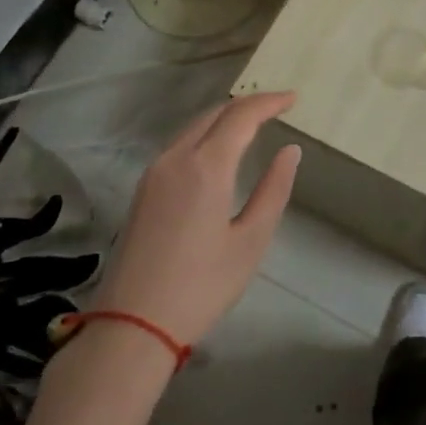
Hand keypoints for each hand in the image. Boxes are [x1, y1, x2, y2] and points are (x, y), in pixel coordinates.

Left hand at [90, 92, 301, 346]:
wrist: (132, 325)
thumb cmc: (202, 286)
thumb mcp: (251, 240)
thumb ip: (274, 189)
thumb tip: (290, 151)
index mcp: (206, 167)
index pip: (241, 116)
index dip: (269, 102)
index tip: (293, 99)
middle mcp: (176, 159)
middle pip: (214, 114)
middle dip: (248, 105)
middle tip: (278, 107)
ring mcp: (154, 173)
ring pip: (193, 127)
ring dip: (225, 118)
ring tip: (253, 123)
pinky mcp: (143, 189)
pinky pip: (179, 145)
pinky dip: (205, 135)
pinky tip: (219, 150)